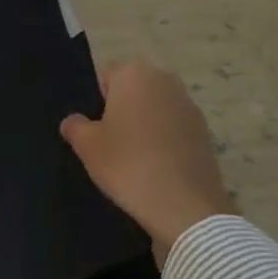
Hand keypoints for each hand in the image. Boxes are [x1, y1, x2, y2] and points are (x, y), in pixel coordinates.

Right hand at [59, 58, 236, 265]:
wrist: (184, 205)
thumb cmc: (128, 164)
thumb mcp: (87, 146)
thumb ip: (74, 126)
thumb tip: (73, 121)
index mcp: (134, 73)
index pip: (104, 77)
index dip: (94, 103)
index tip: (92, 131)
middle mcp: (165, 80)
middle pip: (132, 91)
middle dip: (120, 111)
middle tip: (108, 145)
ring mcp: (189, 106)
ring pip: (153, 110)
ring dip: (143, 127)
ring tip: (132, 160)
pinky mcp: (204, 132)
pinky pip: (172, 130)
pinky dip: (162, 143)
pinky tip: (155, 169)